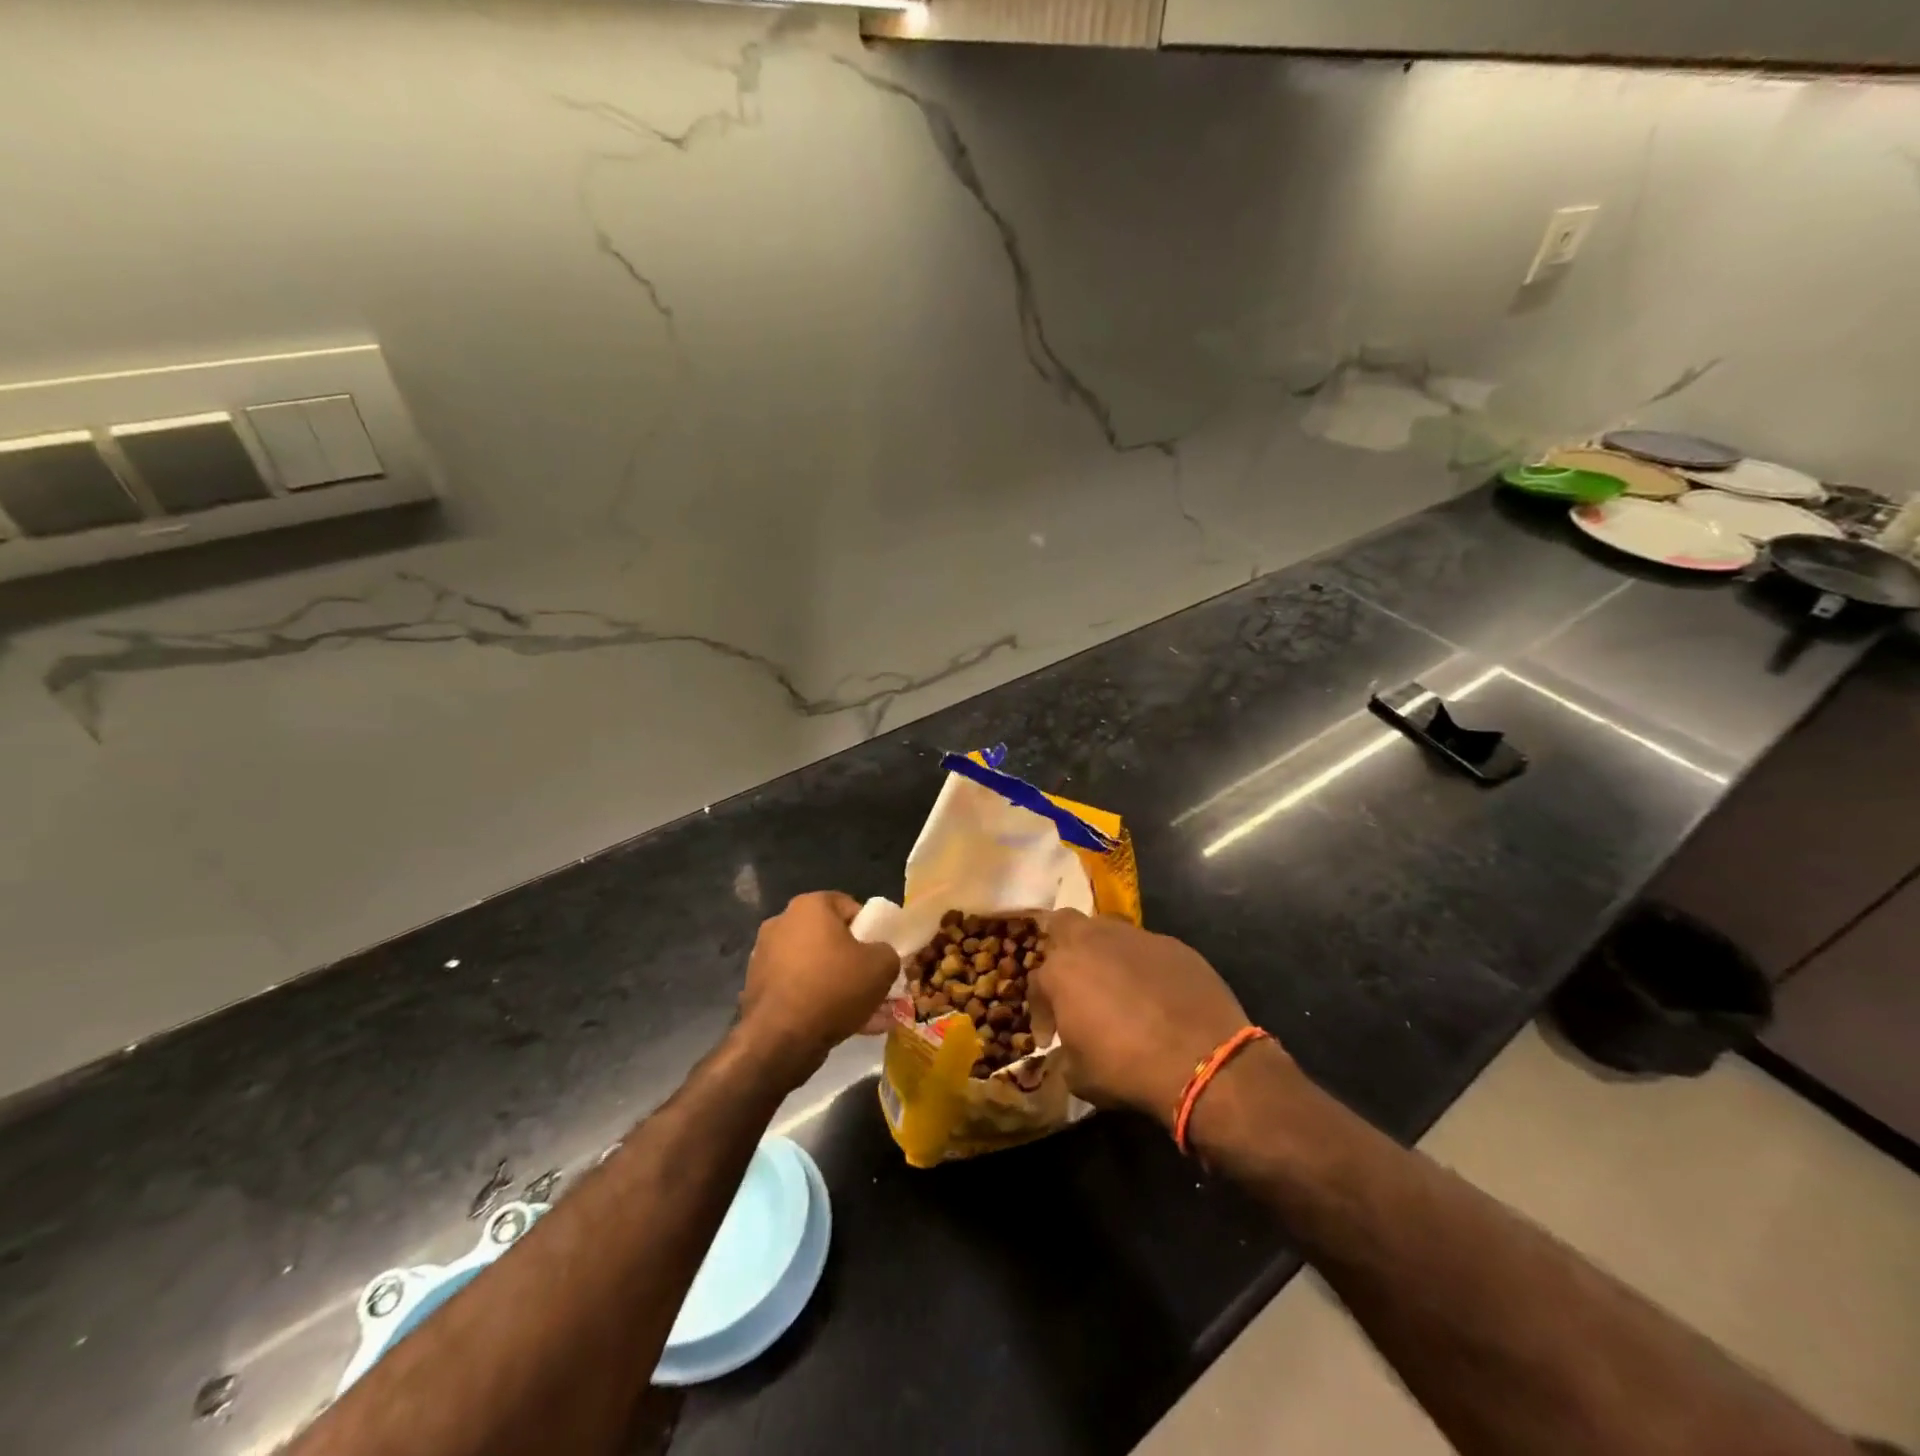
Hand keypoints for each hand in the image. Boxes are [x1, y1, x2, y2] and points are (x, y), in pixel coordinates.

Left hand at [737, 892, 900, 1077]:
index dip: (871, 929)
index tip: (881, 953)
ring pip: (816, 969)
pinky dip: (820, 1003)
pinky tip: (846, 1027)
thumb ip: (888, 952)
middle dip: (855, 962)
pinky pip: (799, 990)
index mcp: (809, 906)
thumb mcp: (882, 966)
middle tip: (876, 985)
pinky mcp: (758, 989)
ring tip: (869, 1014)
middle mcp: (782, 924)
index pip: (849, 906)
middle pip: (831, 939)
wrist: (780, 1039)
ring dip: (841, 987)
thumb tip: (880, 956)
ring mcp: (765, 957)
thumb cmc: (834, 987)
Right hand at [1031, 910, 1259, 1127]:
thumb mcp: (1079, 1075)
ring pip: (1107, 930)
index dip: (1041, 1010)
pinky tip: (1156, 994)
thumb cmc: (1127, 1069)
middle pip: (1064, 925)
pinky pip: (1147, 949)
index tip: (1050, 1036)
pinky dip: (1144, 966)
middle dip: (1062, 947)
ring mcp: (1135, 937)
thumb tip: (1071, 1044)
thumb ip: (1066, 1050)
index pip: (1037, 982)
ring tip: (1117, 985)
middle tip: (1073, 980)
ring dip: (1104, 953)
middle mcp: (1093, 941)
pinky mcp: (1172, 944)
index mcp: (1061, 970)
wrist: (1202, 1060)